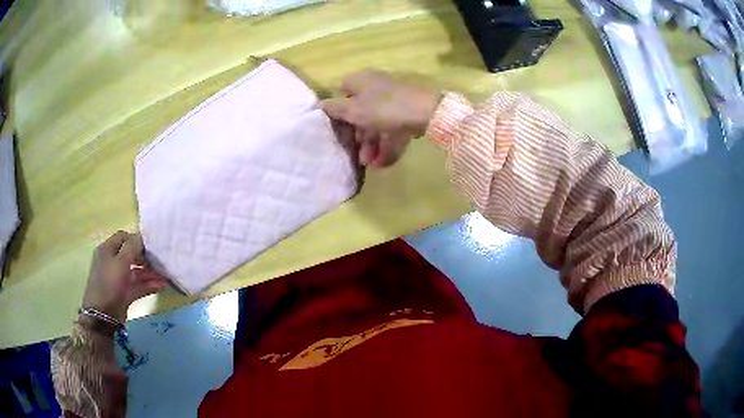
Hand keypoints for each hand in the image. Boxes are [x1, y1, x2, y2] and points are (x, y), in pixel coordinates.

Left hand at [82, 231, 166, 322]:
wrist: (103, 314)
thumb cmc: (110, 283)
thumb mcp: (121, 261)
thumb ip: (132, 246)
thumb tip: (142, 237)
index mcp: (107, 249)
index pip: (123, 237)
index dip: (136, 239)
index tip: (150, 246)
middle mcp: (111, 261)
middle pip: (130, 254)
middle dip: (145, 258)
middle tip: (158, 262)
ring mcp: (117, 278)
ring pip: (135, 271)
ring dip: (149, 273)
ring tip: (163, 276)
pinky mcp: (123, 292)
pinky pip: (137, 285)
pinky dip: (147, 285)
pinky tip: (160, 286)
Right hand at [321, 69, 441, 167]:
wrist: (427, 112)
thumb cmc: (383, 108)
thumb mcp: (353, 109)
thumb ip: (333, 109)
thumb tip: (317, 106)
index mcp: (361, 81)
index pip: (342, 91)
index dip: (337, 109)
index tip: (336, 128)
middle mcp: (377, 88)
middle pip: (361, 111)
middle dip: (357, 135)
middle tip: (355, 152)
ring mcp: (394, 101)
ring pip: (378, 123)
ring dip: (371, 144)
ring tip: (369, 163)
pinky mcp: (408, 114)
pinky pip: (393, 130)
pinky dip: (387, 145)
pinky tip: (383, 163)